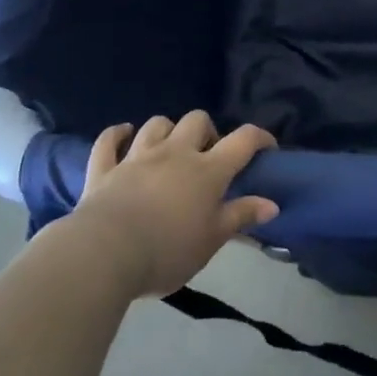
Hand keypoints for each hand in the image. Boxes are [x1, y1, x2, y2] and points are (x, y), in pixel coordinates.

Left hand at [68, 111, 278, 298]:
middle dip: (207, 131)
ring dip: (167, 130)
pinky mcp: (105, 168)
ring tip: (169, 148)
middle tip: (207, 156)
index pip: (243, 140)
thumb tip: (272, 204)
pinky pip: (109, 140)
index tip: (267, 148)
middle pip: (197, 120)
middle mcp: (175, 153)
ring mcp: (137, 157)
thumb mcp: (212, 241)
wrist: (104, 255)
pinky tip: (123, 135)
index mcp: (208, 170)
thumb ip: (241, 217)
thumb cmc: (167, 251)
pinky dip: (117, 134)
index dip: (259, 138)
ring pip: (157, 124)